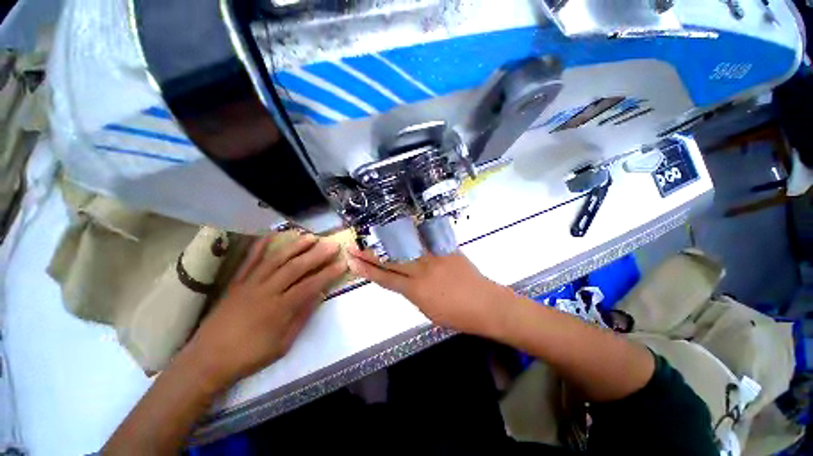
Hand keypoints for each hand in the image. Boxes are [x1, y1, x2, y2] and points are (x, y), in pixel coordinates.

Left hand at [183, 234, 347, 389]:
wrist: (207, 359)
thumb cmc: (249, 355)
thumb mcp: (283, 344)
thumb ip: (301, 316)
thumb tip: (318, 295)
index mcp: (280, 309)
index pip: (311, 285)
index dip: (328, 273)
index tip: (342, 263)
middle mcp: (266, 291)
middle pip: (296, 268)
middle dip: (317, 255)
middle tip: (332, 244)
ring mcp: (249, 284)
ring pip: (276, 260)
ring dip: (295, 246)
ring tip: (310, 237)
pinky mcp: (236, 283)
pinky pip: (249, 261)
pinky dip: (260, 247)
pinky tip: (270, 235)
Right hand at [347, 248, 512, 337]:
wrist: (486, 304)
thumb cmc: (457, 315)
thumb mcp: (428, 310)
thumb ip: (413, 293)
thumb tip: (405, 281)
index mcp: (415, 291)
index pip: (385, 278)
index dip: (367, 271)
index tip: (353, 263)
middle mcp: (421, 271)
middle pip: (390, 260)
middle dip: (369, 254)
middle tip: (354, 247)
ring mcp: (434, 257)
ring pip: (405, 246)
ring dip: (387, 241)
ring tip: (372, 235)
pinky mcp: (446, 249)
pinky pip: (426, 239)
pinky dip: (412, 234)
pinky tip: (402, 227)